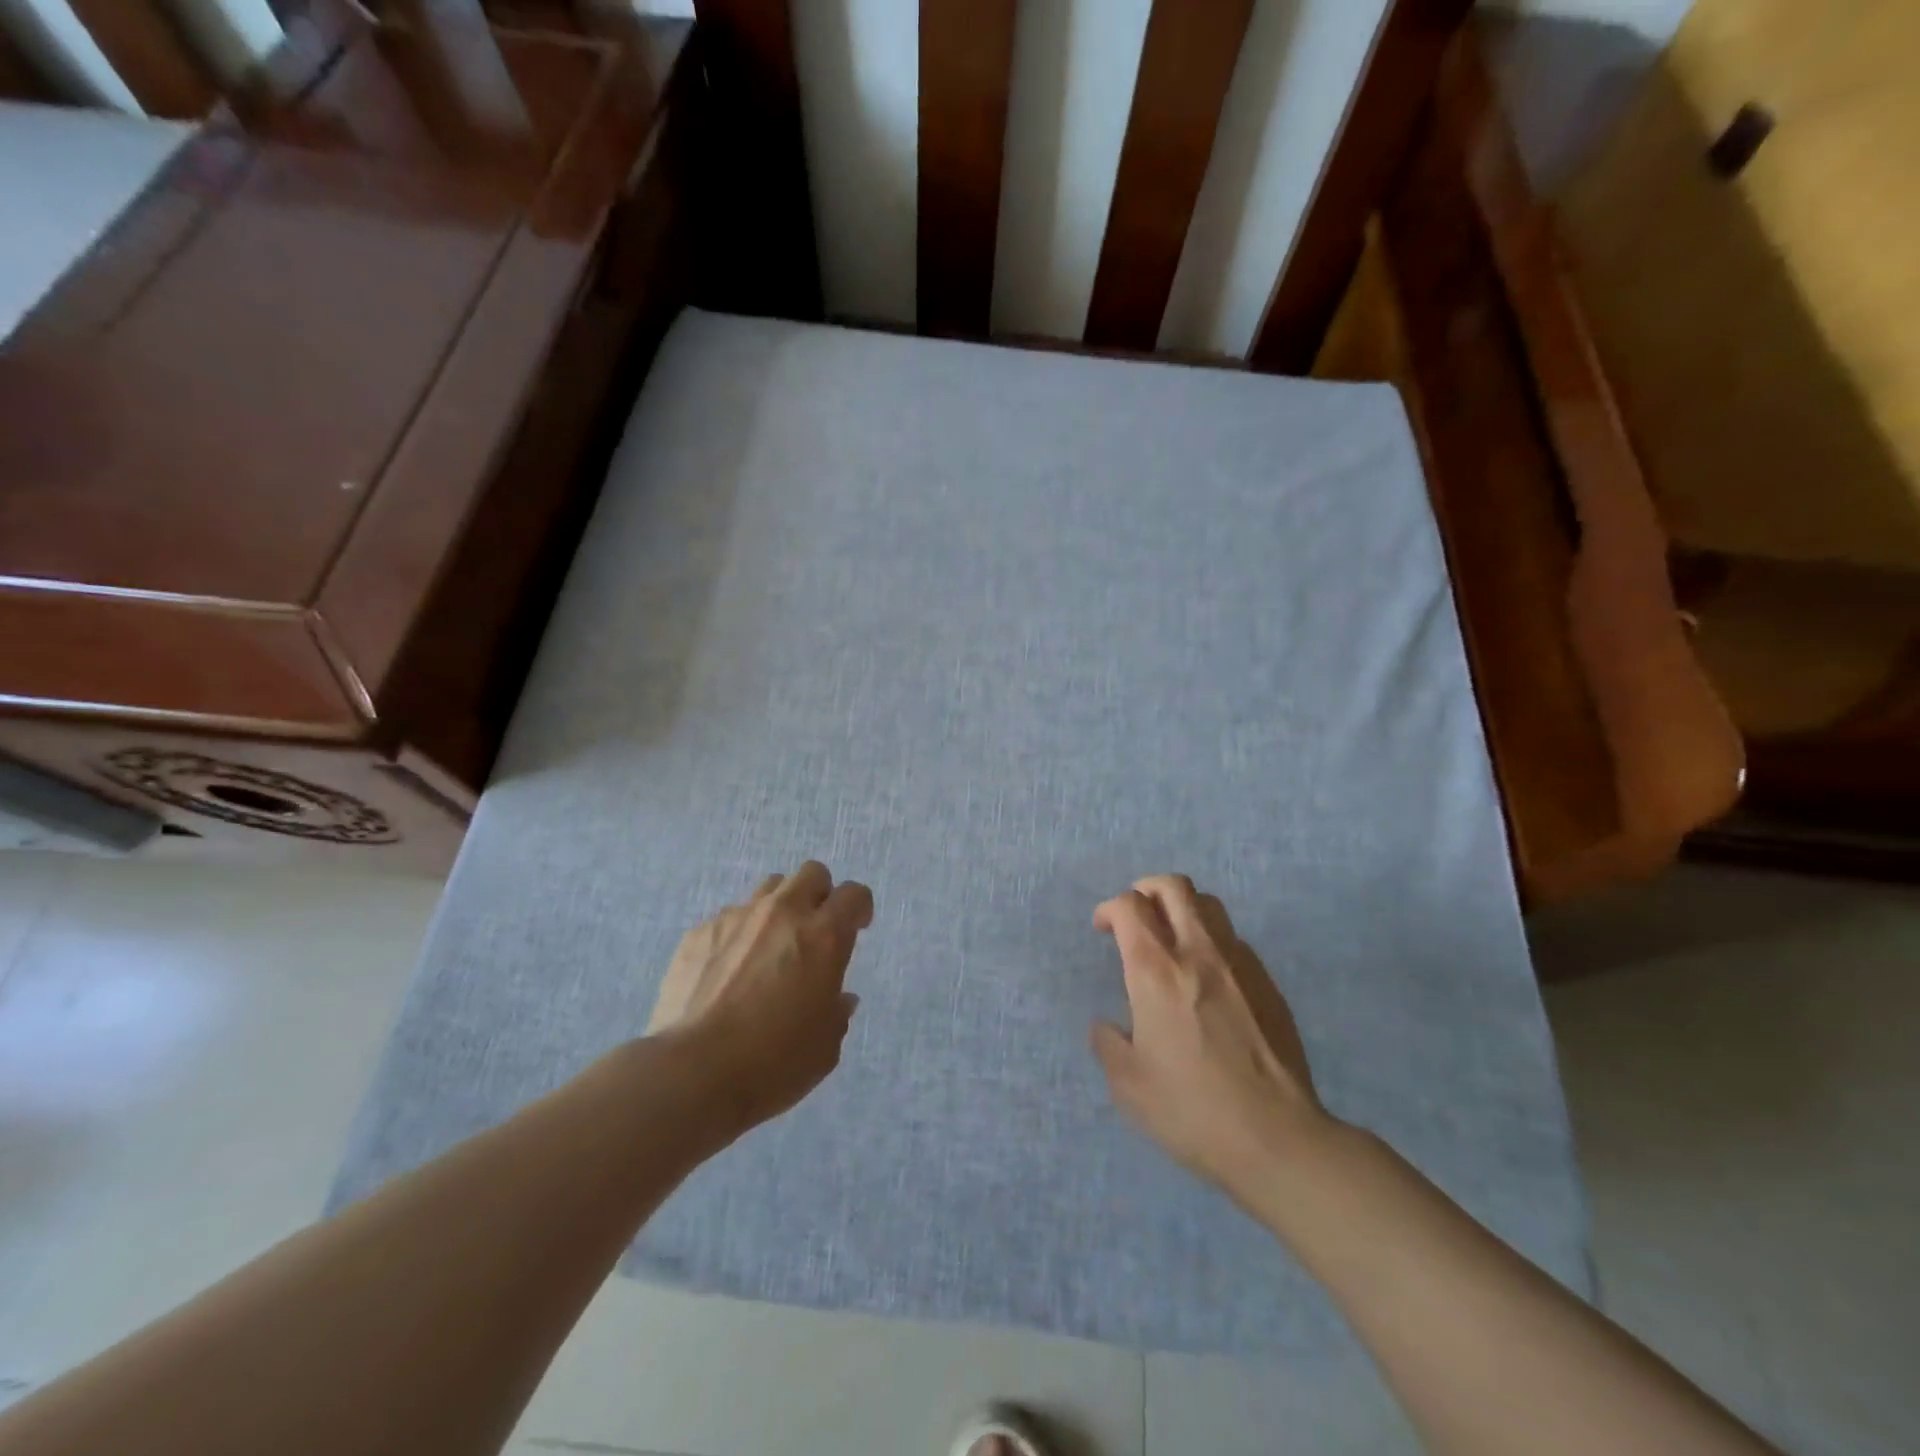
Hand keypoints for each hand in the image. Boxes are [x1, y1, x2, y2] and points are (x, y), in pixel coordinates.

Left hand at [649, 862, 872, 1131]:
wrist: (692, 1072)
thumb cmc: (773, 1062)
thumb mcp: (825, 1046)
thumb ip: (837, 1012)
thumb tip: (839, 999)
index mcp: (824, 936)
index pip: (854, 894)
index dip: (859, 908)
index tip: (857, 928)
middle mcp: (783, 914)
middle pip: (811, 873)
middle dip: (819, 894)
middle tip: (814, 929)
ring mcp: (737, 918)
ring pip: (768, 888)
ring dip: (778, 908)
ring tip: (770, 946)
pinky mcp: (699, 932)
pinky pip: (728, 918)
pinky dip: (738, 935)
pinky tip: (727, 971)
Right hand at [1090, 875, 1328, 1199]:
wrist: (1277, 1138)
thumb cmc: (1191, 1110)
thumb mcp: (1129, 1086)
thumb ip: (1109, 1045)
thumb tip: (1107, 1026)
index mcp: (1156, 971)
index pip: (1129, 906)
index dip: (1109, 908)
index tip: (1103, 929)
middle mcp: (1198, 953)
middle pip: (1173, 887)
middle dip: (1146, 889)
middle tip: (1136, 916)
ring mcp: (1240, 964)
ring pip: (1209, 905)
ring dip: (1182, 909)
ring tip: (1172, 940)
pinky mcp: (1269, 984)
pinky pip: (1234, 941)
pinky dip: (1211, 942)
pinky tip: (1208, 980)